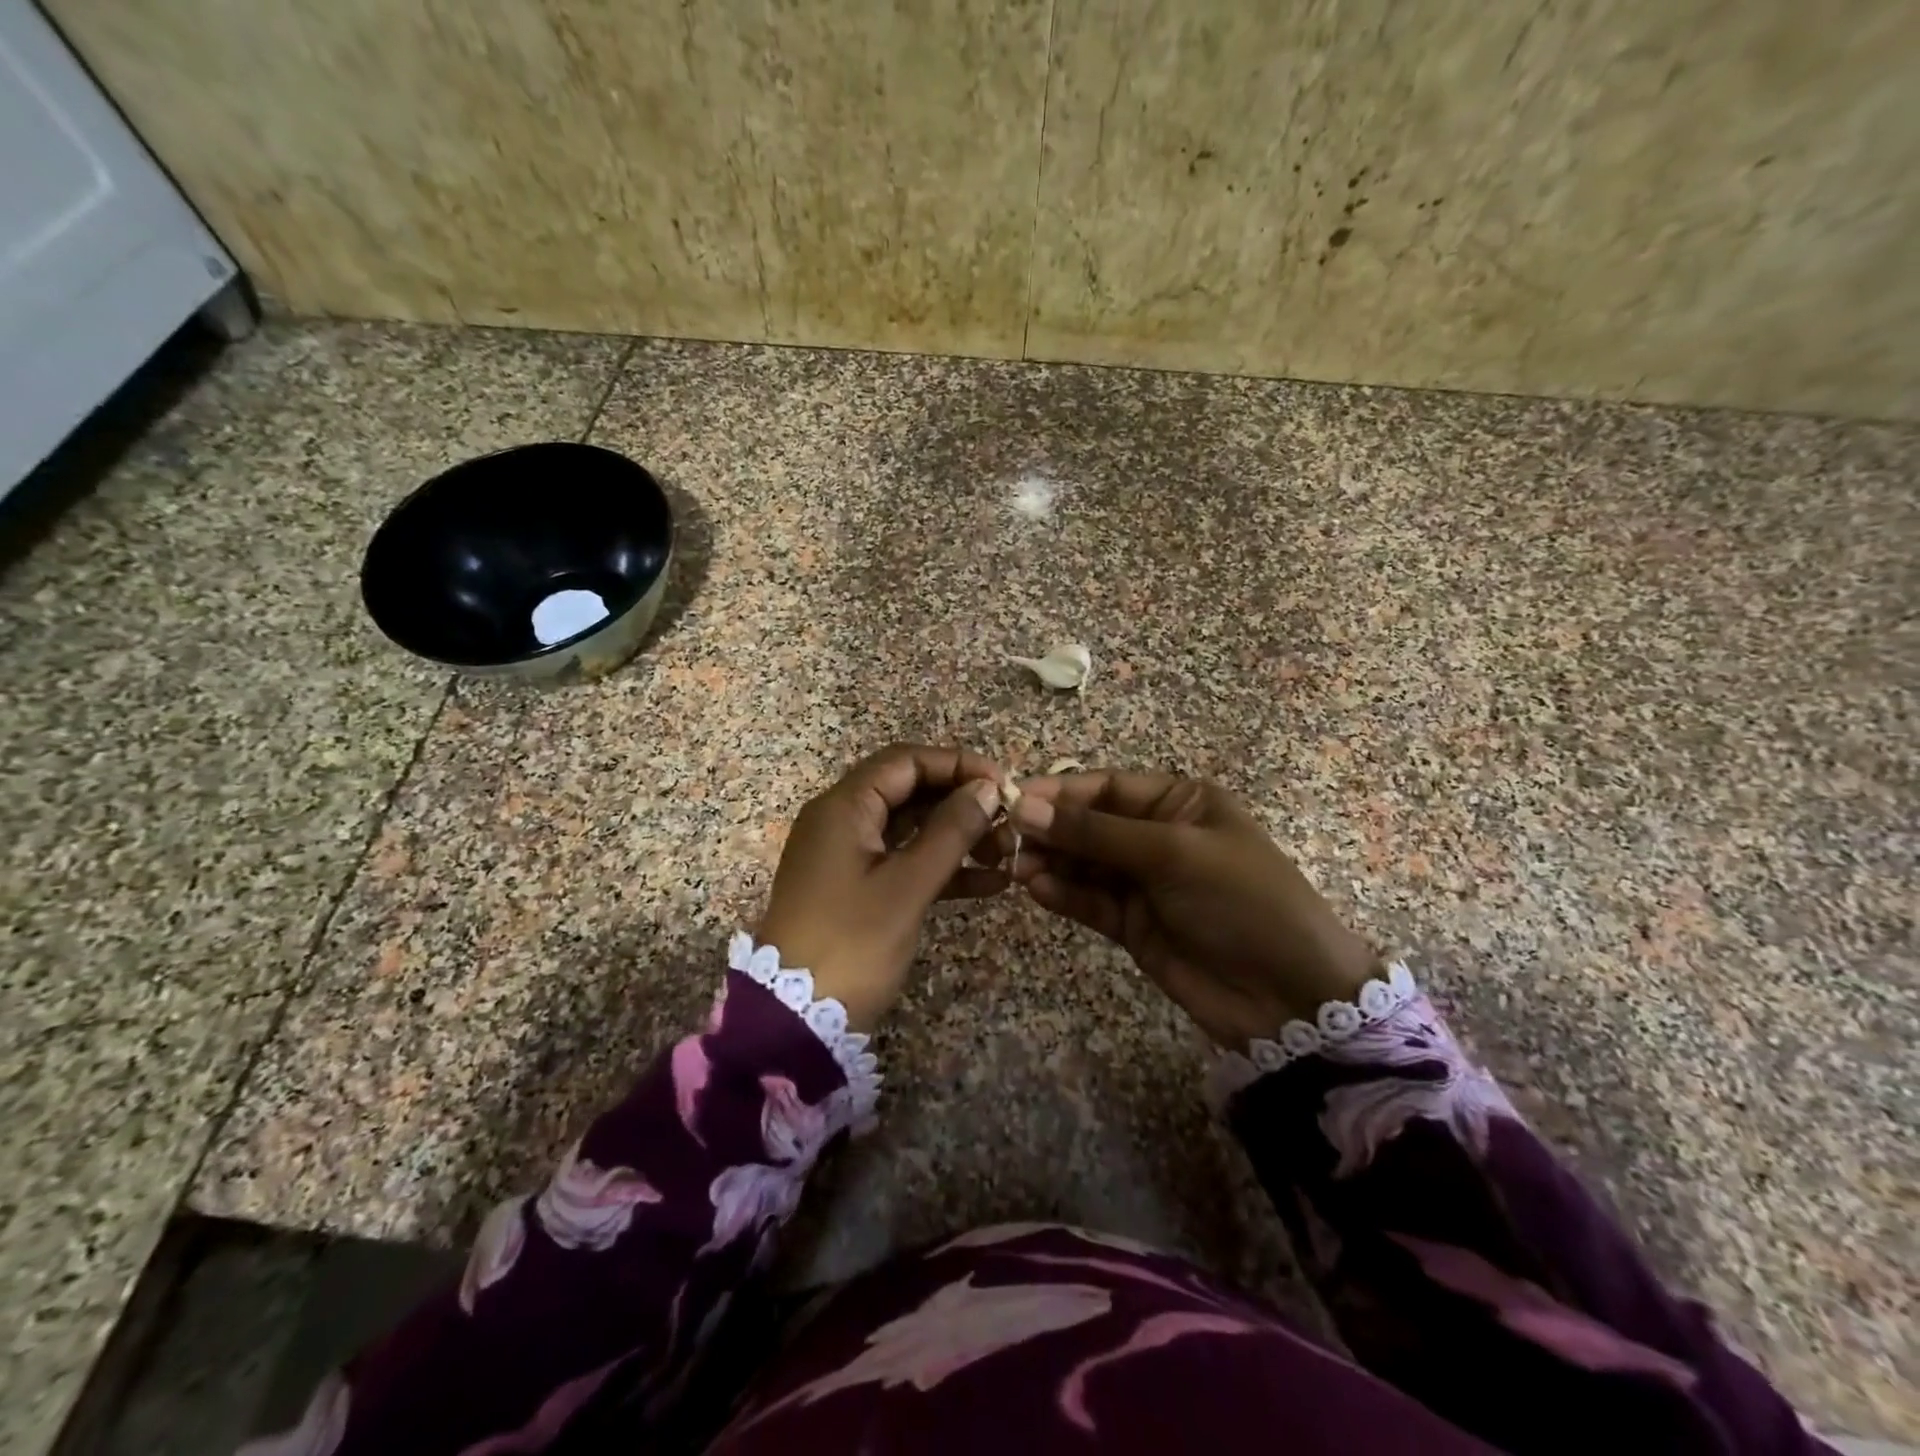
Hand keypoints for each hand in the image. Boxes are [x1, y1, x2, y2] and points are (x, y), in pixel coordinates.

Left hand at [758, 745, 1007, 1031]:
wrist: (795, 1021)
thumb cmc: (851, 944)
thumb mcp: (907, 886)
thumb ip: (950, 832)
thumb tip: (987, 788)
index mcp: (843, 807)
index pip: (905, 761)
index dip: (956, 764)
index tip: (1002, 783)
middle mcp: (842, 821)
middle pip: (909, 791)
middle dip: (960, 802)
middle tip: (1008, 821)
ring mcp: (847, 856)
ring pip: (910, 828)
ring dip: (957, 836)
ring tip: (1006, 853)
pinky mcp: (856, 888)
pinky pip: (904, 862)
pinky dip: (941, 868)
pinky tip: (989, 884)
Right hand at [1009, 772, 1378, 1047]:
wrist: (1290, 996)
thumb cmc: (1241, 901)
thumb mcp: (1172, 854)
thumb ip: (1096, 833)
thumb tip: (1025, 806)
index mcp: (1180, 802)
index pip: (1108, 787)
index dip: (1060, 792)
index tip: (1014, 799)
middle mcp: (1158, 836)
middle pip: (1090, 824)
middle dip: (1051, 830)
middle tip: (1006, 839)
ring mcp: (1144, 883)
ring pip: (1084, 863)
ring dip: (1051, 863)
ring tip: (1017, 867)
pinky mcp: (1133, 924)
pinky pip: (1090, 901)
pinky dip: (1065, 894)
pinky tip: (1038, 890)